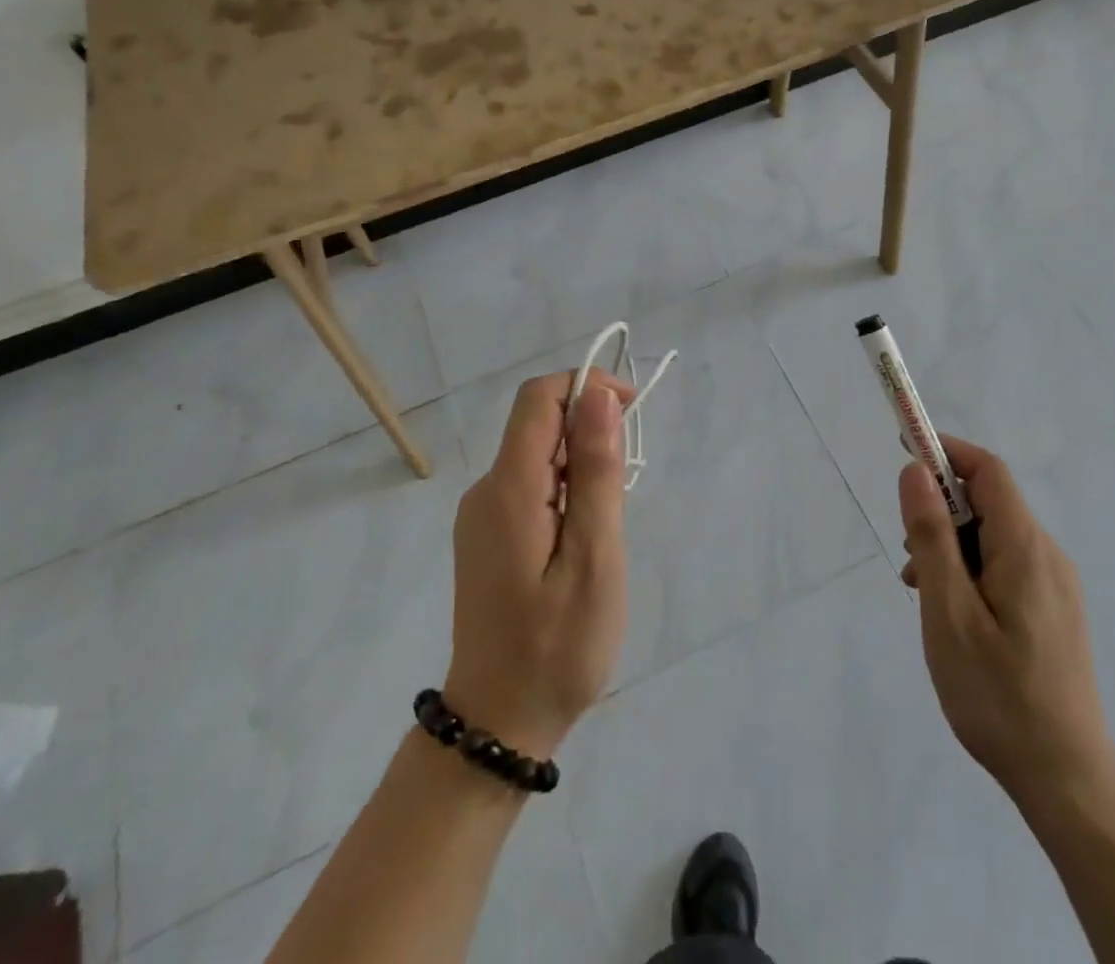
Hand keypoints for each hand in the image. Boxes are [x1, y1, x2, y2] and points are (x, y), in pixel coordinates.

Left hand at [443, 369, 634, 758]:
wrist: (497, 726)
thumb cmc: (556, 648)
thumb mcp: (594, 558)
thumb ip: (597, 472)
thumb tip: (598, 395)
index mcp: (508, 489)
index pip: (539, 398)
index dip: (587, 387)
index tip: (631, 414)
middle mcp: (486, 490)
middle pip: (539, 424)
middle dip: (590, 434)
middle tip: (622, 499)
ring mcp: (483, 515)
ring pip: (539, 455)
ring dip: (581, 467)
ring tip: (604, 532)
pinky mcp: (488, 535)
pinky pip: (531, 486)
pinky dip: (566, 492)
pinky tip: (582, 543)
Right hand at [899, 435, 1112, 814]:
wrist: (1066, 778)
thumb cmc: (998, 694)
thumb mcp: (949, 612)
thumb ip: (931, 536)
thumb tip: (914, 470)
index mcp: (1025, 548)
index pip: (987, 470)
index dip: (945, 451)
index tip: (904, 453)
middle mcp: (1047, 555)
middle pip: (988, 503)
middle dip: (941, 512)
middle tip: (909, 558)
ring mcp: (1055, 584)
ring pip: (993, 537)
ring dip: (952, 547)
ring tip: (924, 595)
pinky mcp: (1054, 610)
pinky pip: (1005, 566)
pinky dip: (971, 570)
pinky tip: (953, 615)